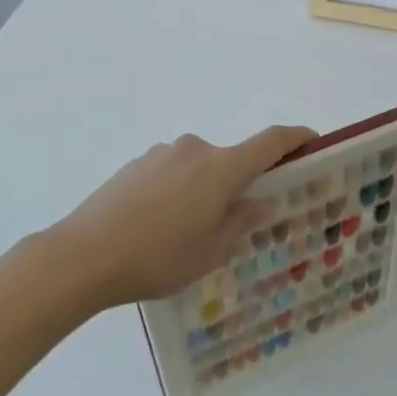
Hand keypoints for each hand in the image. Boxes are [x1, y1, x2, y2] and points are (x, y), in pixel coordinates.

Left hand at [42, 125, 315, 306]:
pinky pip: (172, 172)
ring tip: (186, 232)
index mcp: (222, 168)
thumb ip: (242, 221)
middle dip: (238, 184)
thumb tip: (262, 200)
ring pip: (198, 168)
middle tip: (233, 221)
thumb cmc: (159, 257)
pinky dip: (177, 190)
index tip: (312, 141)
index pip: (271, 141)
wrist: (84, 255)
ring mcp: (162, 153)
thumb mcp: (211, 251)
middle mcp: (195, 150)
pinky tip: (158, 225)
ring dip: (204, 189)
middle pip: (231, 159)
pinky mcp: (136, 163)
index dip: (295, 138)